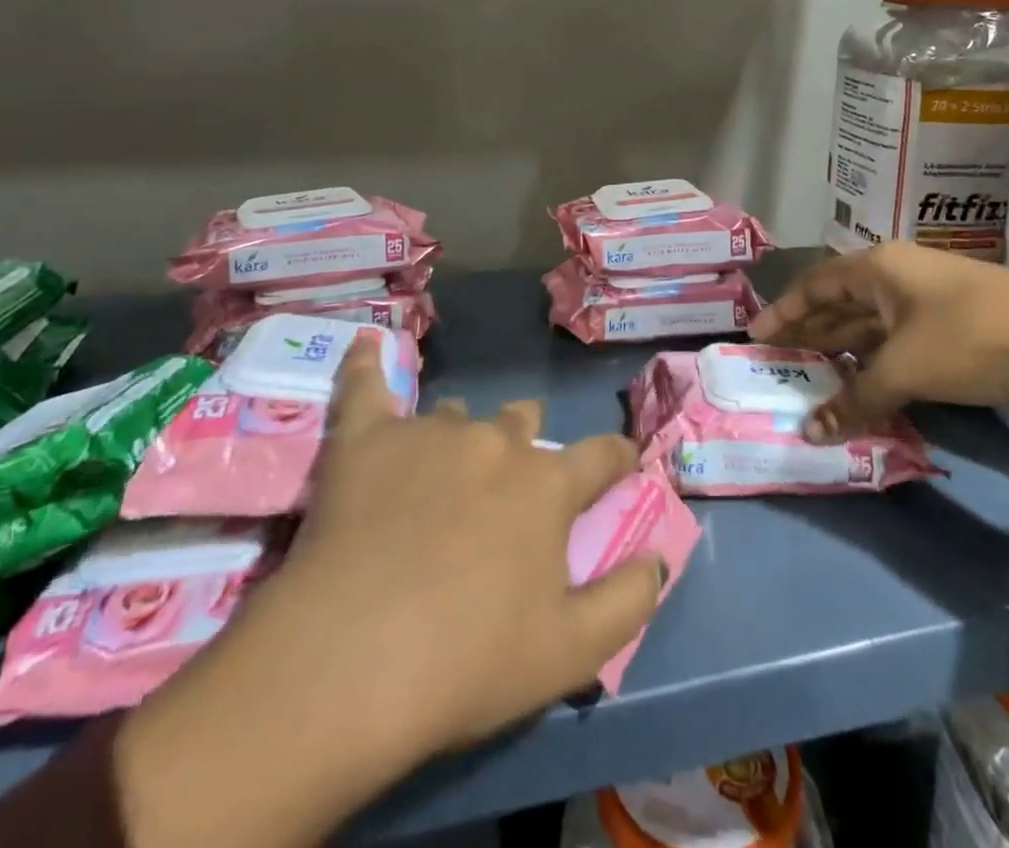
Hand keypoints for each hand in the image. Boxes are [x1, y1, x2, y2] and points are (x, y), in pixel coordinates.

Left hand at [116, 333, 663, 847]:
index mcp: (547, 485)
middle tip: (510, 486)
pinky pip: (366, 386)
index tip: (621, 463)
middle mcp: (495, 442)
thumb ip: (628, 600)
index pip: (601, 455)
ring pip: (456, 414)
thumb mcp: (570, 653)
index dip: (617, 458)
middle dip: (526, 442)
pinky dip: (366, 366)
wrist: (348, 663)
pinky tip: (364, 345)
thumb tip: (659, 558)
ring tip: (441, 469)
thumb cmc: (466, 664)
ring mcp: (430, 432)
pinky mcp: (367, 438)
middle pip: (523, 421)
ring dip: (461, 435)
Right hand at [748, 243, 1008, 439]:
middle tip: (778, 359)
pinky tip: (865, 379)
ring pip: (870, 320)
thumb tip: (810, 433)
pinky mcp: (955, 321)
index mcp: (878, 268)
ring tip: (812, 372)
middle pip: (839, 301)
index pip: (814, 285)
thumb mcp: (905, 369)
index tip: (755, 336)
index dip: (783, 311)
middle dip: (809, 330)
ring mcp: (928, 296)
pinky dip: (875, 357)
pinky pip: (897, 336)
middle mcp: (898, 274)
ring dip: (842, 346)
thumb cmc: (970, 338)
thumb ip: (855, 399)